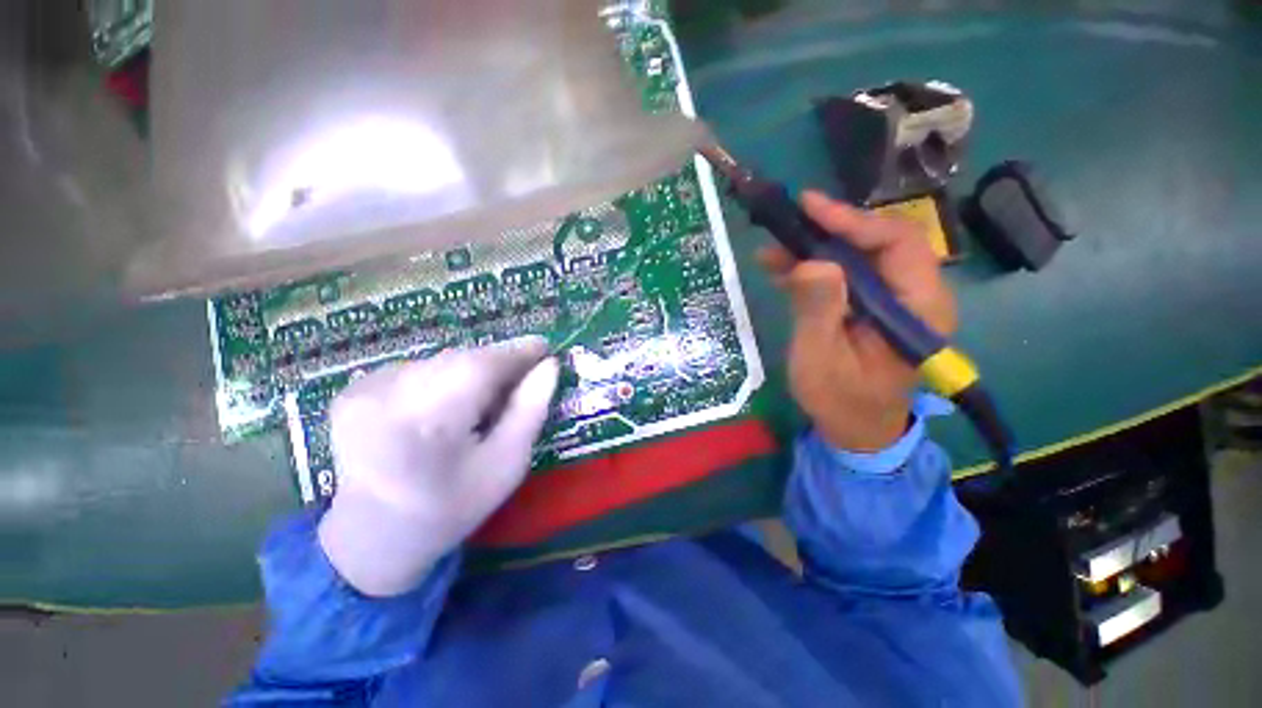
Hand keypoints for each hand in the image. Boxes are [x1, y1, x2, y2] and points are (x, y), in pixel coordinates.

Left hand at [317, 337, 559, 596]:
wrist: (371, 538)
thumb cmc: (451, 508)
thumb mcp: (505, 466)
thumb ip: (530, 411)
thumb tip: (548, 367)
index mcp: (428, 424)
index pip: (483, 366)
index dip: (518, 353)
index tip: (545, 348)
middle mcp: (387, 396)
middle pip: (461, 360)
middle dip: (497, 365)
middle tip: (520, 381)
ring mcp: (364, 390)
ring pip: (441, 362)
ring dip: (470, 372)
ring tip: (480, 404)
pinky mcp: (353, 389)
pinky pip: (418, 368)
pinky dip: (441, 379)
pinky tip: (443, 409)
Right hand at [757, 192, 956, 451]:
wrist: (855, 428)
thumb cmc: (841, 400)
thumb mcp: (821, 359)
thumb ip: (819, 311)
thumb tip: (811, 261)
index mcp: (918, 309)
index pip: (898, 244)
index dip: (854, 220)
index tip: (810, 207)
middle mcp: (913, 296)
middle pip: (878, 243)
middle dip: (831, 228)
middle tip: (789, 219)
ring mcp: (891, 301)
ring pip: (858, 257)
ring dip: (816, 247)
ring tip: (774, 246)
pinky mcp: (870, 307)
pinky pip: (845, 276)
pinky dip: (813, 267)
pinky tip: (781, 266)